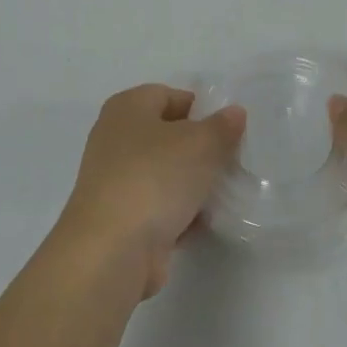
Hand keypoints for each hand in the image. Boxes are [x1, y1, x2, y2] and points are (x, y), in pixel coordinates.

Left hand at [52, 84, 245, 301]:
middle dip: (202, 150)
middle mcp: (116, 138)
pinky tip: (203, 224)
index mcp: (127, 108)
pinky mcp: (121, 218)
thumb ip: (222, 126)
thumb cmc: (154, 178)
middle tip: (232, 163)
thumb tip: (234, 113)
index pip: (170, 96)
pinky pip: (159, 207)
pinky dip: (180, 214)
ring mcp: (116, 180)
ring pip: (166, 174)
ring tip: (224, 194)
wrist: (112, 250)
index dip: (202, 109)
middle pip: (169, 136)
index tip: (230, 131)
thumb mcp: (200, 144)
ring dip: (194, 185)